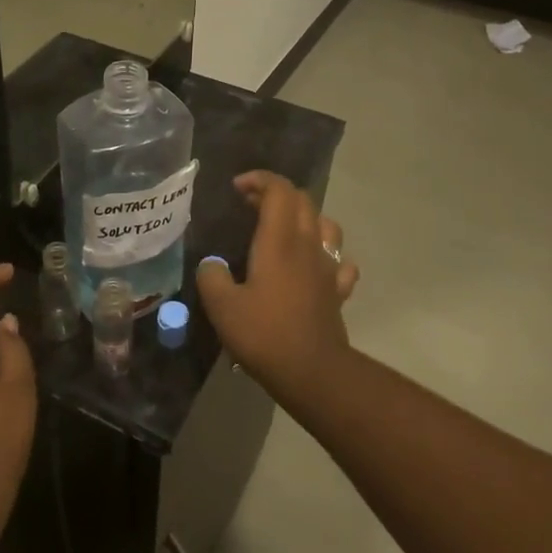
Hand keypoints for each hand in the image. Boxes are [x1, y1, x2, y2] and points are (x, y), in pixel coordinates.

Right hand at [196, 171, 359, 403]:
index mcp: (279, 241)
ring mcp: (327, 267)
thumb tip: (211, 265)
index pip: (279, 190)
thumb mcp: (222, 307)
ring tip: (283, 228)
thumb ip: (211, 277)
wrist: (313, 372)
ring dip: (304, 217)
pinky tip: (315, 265)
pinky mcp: (337, 291)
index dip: (259, 180)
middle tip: (250, 204)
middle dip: (276, 193)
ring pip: (326, 224)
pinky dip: (327, 253)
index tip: (237, 188)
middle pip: (302, 200)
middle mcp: (307, 245)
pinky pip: (340, 261)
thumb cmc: (265, 334)